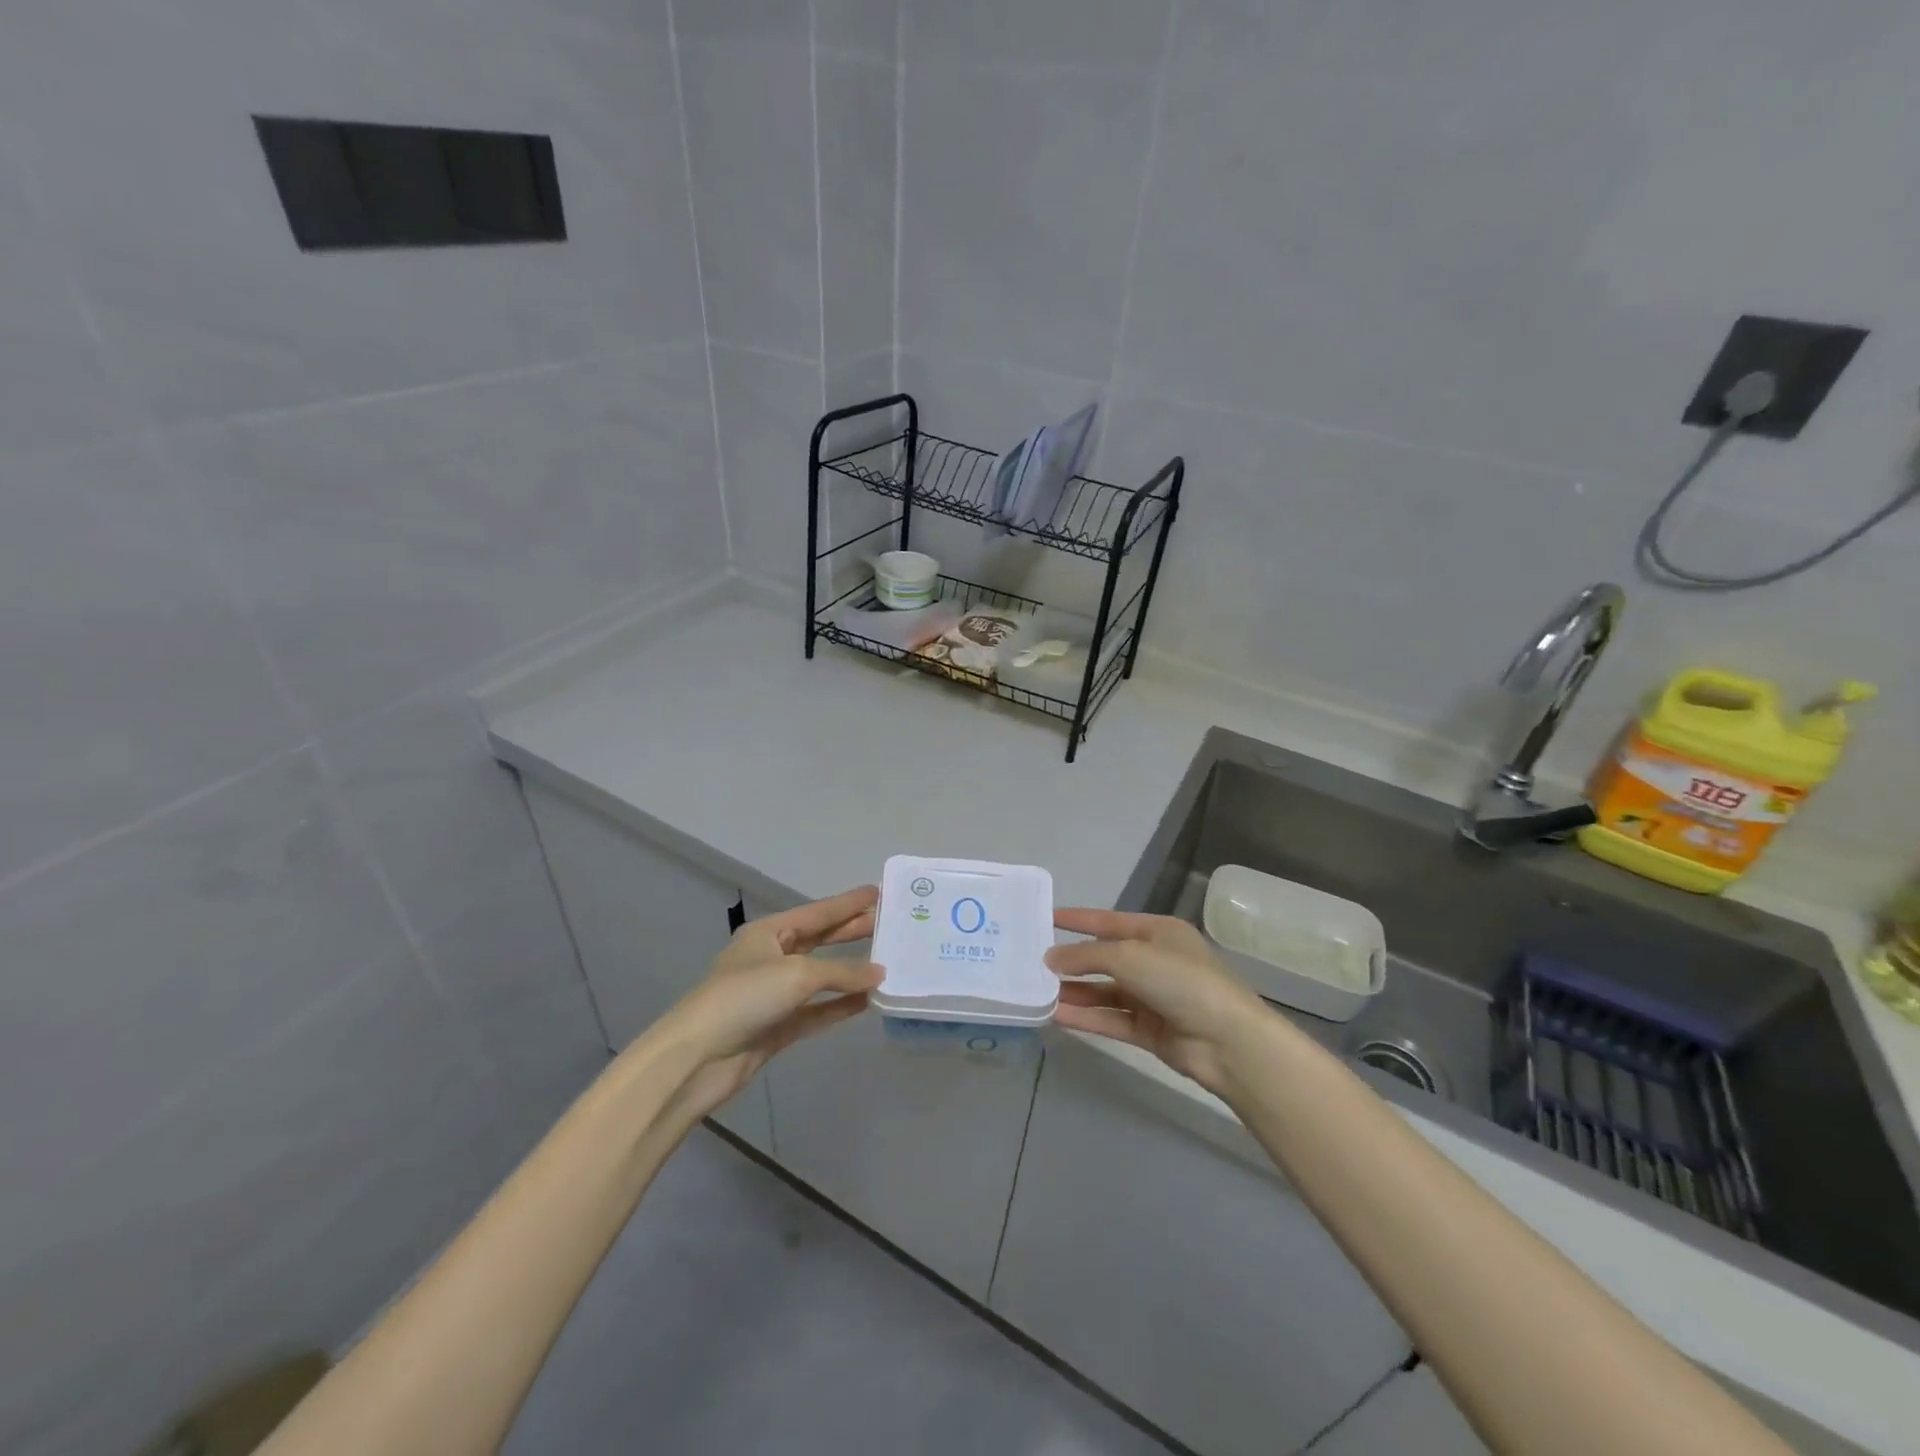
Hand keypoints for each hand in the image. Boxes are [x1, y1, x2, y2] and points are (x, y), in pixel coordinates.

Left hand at [652, 886, 882, 1118]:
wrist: (696, 1058)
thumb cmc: (744, 998)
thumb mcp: (797, 974)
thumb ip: (842, 971)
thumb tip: (880, 974)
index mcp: (768, 932)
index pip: (818, 912)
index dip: (848, 903)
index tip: (879, 892)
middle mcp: (771, 957)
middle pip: (820, 940)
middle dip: (853, 932)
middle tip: (890, 924)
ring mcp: (774, 994)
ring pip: (821, 977)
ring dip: (851, 972)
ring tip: (887, 961)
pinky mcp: (778, 1026)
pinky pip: (817, 1010)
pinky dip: (841, 1005)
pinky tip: (868, 1001)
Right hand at [1045, 908, 1274, 1097]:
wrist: (1227, 1041)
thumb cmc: (1180, 981)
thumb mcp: (1129, 956)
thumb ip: (1086, 955)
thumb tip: (1050, 958)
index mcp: (1158, 932)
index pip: (1109, 921)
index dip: (1077, 919)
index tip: (1045, 917)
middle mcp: (1156, 961)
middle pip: (1106, 958)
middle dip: (1073, 961)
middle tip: (1033, 962)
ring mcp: (1154, 997)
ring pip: (1106, 991)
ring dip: (1075, 991)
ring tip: (1038, 992)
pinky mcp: (1151, 1030)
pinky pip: (1112, 1019)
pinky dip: (1087, 1017)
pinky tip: (1057, 1016)